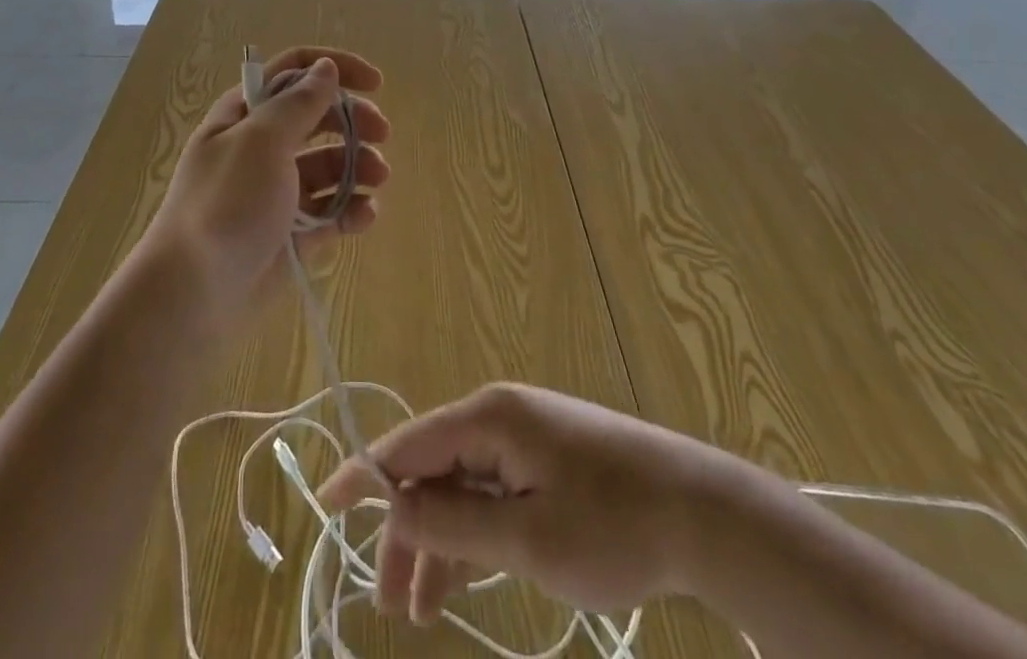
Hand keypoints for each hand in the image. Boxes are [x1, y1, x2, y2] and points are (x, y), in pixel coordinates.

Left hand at [141, 46, 389, 324]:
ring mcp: (277, 191)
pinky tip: (365, 215)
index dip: (335, 69)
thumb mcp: (262, 141)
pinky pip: (330, 211)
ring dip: (358, 165)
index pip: (294, 72)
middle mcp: (261, 146)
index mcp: (246, 114)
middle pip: (317, 118)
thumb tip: (325, 68)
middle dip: (353, 120)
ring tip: (378, 179)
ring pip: (329, 165)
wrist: (194, 293)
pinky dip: (351, 209)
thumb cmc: (227, 202)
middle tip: (382, 133)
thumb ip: (299, 102)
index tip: (375, 83)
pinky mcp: (291, 233)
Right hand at [318, 383, 731, 624]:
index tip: (324, 505)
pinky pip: (493, 494)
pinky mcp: (547, 462)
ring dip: (439, 541)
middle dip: (407, 530)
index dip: (365, 474)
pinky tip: (459, 579)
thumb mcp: (527, 537)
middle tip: (390, 602)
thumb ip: (455, 523)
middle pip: (434, 469)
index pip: (410, 442)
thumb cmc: (612, 524)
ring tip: (420, 608)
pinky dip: (473, 535)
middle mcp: (499, 417)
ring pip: (462, 487)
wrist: (702, 512)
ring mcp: (525, 439)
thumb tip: (392, 506)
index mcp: (489, 418)